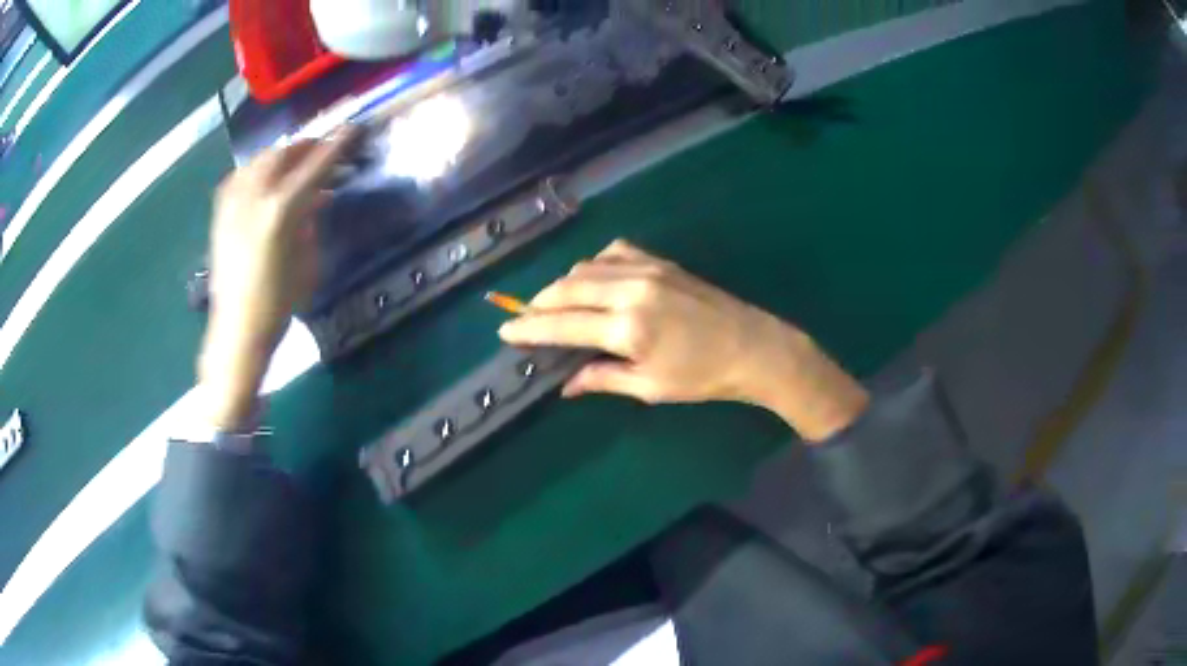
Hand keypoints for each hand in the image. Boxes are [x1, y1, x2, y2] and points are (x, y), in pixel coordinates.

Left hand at [198, 128, 357, 429]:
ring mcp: (233, 202)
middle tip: (324, 148)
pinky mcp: (220, 212)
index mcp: (281, 210)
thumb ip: (311, 219)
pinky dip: (258, 169)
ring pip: (259, 159)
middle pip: (284, 153)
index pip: (315, 165)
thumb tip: (316, 196)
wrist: (237, 329)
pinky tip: (264, 178)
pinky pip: (240, 175)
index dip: (337, 144)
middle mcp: (254, 197)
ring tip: (295, 162)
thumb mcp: (308, 259)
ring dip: (282, 155)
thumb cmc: (280, 303)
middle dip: (307, 145)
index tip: (353, 127)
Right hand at [498, 240, 869, 441]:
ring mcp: (647, 270)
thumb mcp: (650, 387)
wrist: (754, 347)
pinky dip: (594, 264)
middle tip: (523, 317)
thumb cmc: (703, 377)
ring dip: (563, 284)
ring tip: (555, 303)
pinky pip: (615, 252)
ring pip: (586, 267)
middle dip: (538, 303)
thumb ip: (603, 379)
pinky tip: (593, 278)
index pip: (562, 325)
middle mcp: (630, 291)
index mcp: (627, 328)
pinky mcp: (661, 261)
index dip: (528, 328)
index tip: (504, 330)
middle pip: (567, 289)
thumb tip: (565, 385)